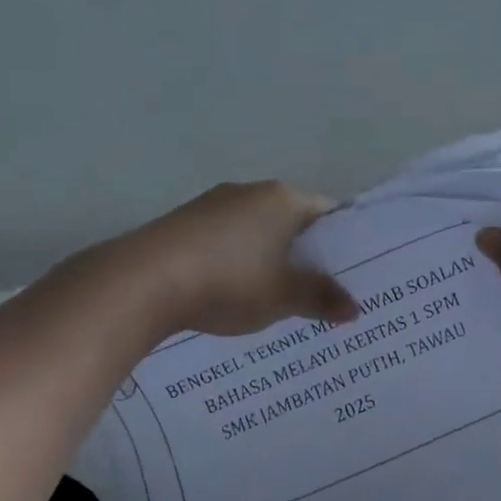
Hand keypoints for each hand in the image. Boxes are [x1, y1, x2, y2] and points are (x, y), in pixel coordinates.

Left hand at [115, 180, 359, 338]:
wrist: (143, 281)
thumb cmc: (229, 281)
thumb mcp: (283, 297)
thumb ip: (321, 299)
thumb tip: (356, 308)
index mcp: (283, 199)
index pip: (328, 213)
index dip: (344, 242)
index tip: (353, 271)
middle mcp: (250, 192)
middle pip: (292, 221)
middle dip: (307, 254)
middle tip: (322, 290)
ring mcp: (212, 205)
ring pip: (257, 232)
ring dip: (270, 259)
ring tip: (280, 297)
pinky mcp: (184, 225)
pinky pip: (227, 241)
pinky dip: (239, 262)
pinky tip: (235, 291)